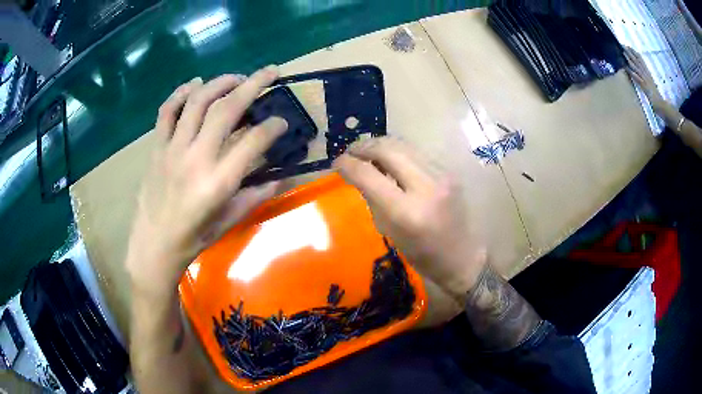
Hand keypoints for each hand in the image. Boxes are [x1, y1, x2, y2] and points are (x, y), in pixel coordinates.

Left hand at [125, 67, 286, 298]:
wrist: (153, 245)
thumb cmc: (193, 238)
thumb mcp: (229, 221)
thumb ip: (257, 195)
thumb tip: (286, 177)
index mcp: (218, 182)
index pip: (254, 141)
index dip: (273, 126)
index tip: (282, 121)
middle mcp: (196, 158)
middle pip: (227, 109)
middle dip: (253, 84)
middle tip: (271, 72)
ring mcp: (172, 149)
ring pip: (197, 101)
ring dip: (220, 83)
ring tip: (237, 78)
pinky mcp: (157, 147)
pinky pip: (166, 112)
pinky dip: (180, 93)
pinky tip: (194, 84)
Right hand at [333, 137, 487, 299]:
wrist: (461, 257)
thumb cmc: (422, 255)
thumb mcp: (390, 232)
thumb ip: (373, 199)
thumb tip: (359, 174)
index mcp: (406, 212)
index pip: (369, 175)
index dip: (348, 164)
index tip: (337, 162)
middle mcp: (426, 187)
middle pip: (388, 149)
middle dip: (364, 147)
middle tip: (350, 153)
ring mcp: (442, 176)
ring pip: (404, 146)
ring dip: (381, 146)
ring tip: (367, 153)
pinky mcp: (449, 171)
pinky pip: (417, 153)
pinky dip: (399, 153)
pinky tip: (391, 161)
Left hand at [624, 47, 666, 111]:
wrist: (663, 107)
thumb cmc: (658, 99)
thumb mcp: (652, 86)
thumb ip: (648, 81)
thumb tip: (643, 76)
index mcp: (648, 75)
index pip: (641, 62)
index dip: (634, 53)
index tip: (628, 46)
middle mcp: (647, 75)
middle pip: (638, 62)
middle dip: (630, 53)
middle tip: (623, 45)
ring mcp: (646, 81)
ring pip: (637, 68)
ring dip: (630, 60)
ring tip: (623, 52)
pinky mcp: (645, 88)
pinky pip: (638, 79)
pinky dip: (632, 73)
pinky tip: (627, 68)